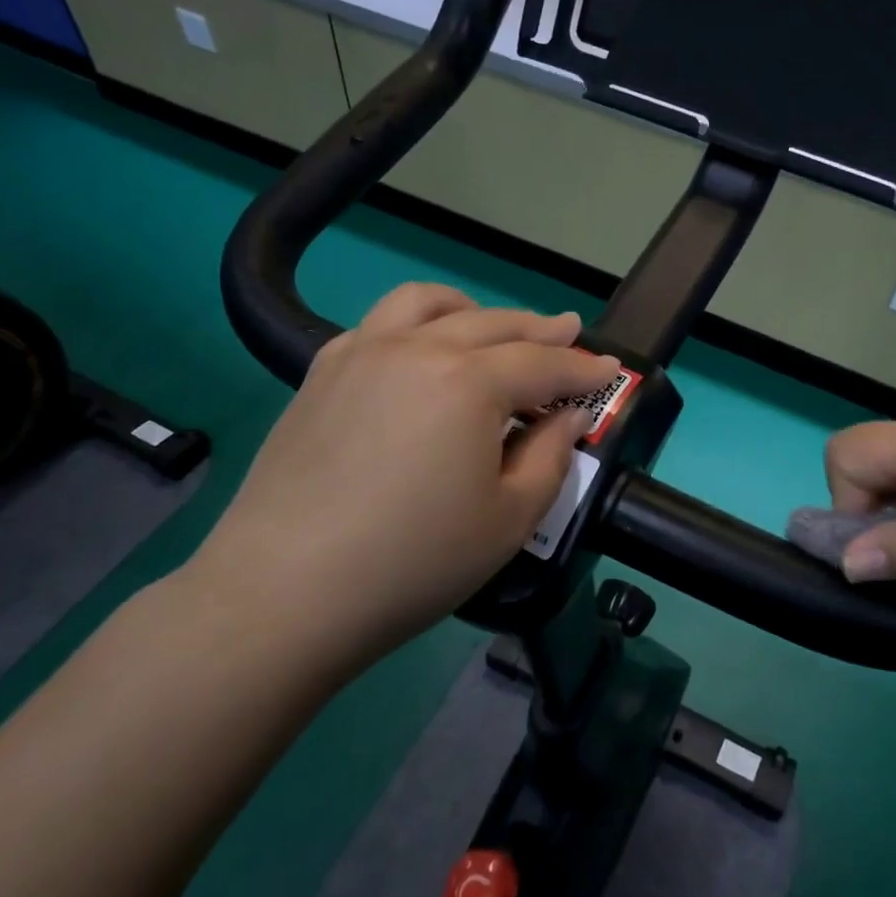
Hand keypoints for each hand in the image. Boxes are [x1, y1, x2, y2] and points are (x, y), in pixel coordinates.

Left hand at [186, 283, 618, 666]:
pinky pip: (379, 323)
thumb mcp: (510, 519)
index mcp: (469, 382)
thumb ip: (551, 456)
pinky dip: (417, 322)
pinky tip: (422, 351)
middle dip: (540, 329)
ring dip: (474, 310)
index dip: (584, 369)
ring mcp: (361, 353)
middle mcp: (416, 349)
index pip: (543, 363)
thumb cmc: (413, 562)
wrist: (284, 592)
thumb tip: (566, 415)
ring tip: (494, 329)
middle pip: (493, 324)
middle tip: (570, 334)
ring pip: (428, 304)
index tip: (611, 370)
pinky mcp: (321, 373)